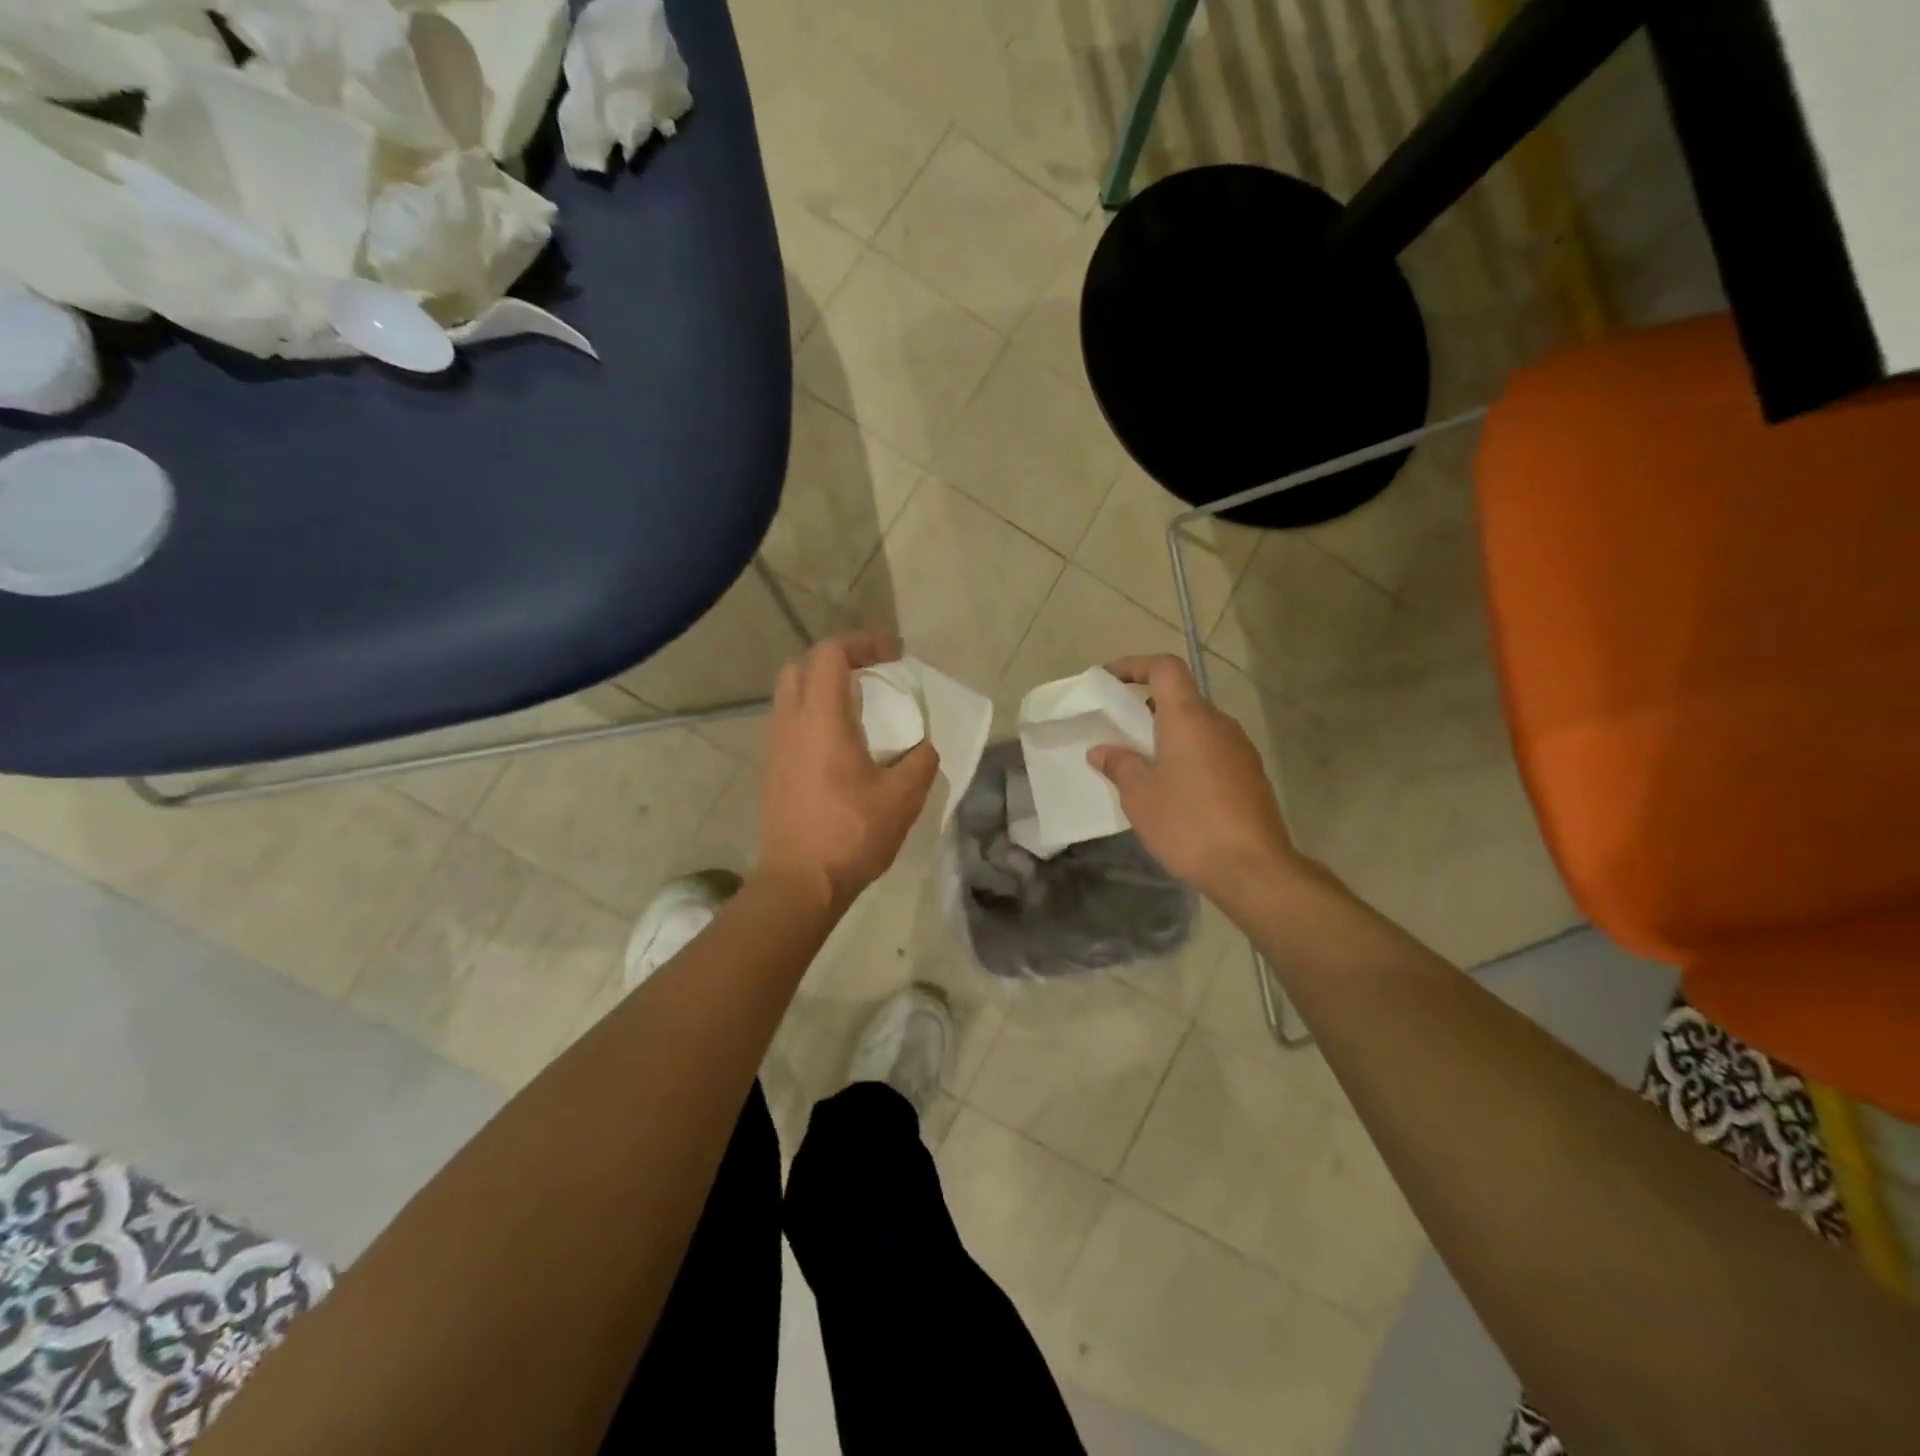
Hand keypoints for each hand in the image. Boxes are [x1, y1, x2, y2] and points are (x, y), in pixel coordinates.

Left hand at [759, 634, 939, 911]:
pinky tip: (837, 746)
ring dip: (820, 689)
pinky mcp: (770, 770)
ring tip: (856, 710)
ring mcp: (773, 747)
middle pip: (801, 667)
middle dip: (835, 662)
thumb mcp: (903, 797)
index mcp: (821, 720)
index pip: (829, 654)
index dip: (861, 644)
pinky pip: (786, 723)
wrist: (800, 882)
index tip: (891, 658)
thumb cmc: (852, 834)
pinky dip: (810, 717)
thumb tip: (924, 746)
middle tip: (870, 677)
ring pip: (789, 695)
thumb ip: (920, 761)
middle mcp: (789, 723)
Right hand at [1088, 654, 1301, 899]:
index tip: (1109, 679)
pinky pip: (1213, 750)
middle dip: (1148, 706)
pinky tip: (1174, 789)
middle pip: (1182, 697)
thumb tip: (1102, 750)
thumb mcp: (1140, 797)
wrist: (1253, 868)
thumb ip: (1120, 765)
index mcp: (1189, 718)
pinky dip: (1189, 755)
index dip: (1135, 665)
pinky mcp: (1251, 775)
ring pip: (1198, 726)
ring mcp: (1240, 749)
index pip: (1165, 668)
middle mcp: (1219, 724)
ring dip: (1169, 734)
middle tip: (1120, 729)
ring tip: (1143, 763)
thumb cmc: (1188, 824)